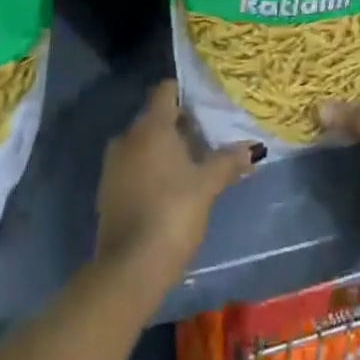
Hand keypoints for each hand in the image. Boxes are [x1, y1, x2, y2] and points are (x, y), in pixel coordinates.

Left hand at [94, 81, 258, 290]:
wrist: (129, 269)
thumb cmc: (172, 213)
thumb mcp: (207, 185)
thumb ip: (228, 161)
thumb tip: (252, 148)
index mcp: (150, 127)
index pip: (166, 91)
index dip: (186, 94)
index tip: (207, 106)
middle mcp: (127, 138)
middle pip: (156, 118)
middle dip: (181, 126)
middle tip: (209, 139)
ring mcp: (113, 165)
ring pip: (144, 144)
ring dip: (166, 150)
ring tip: (195, 166)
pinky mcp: (108, 192)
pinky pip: (134, 167)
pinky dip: (152, 170)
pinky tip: (172, 189)